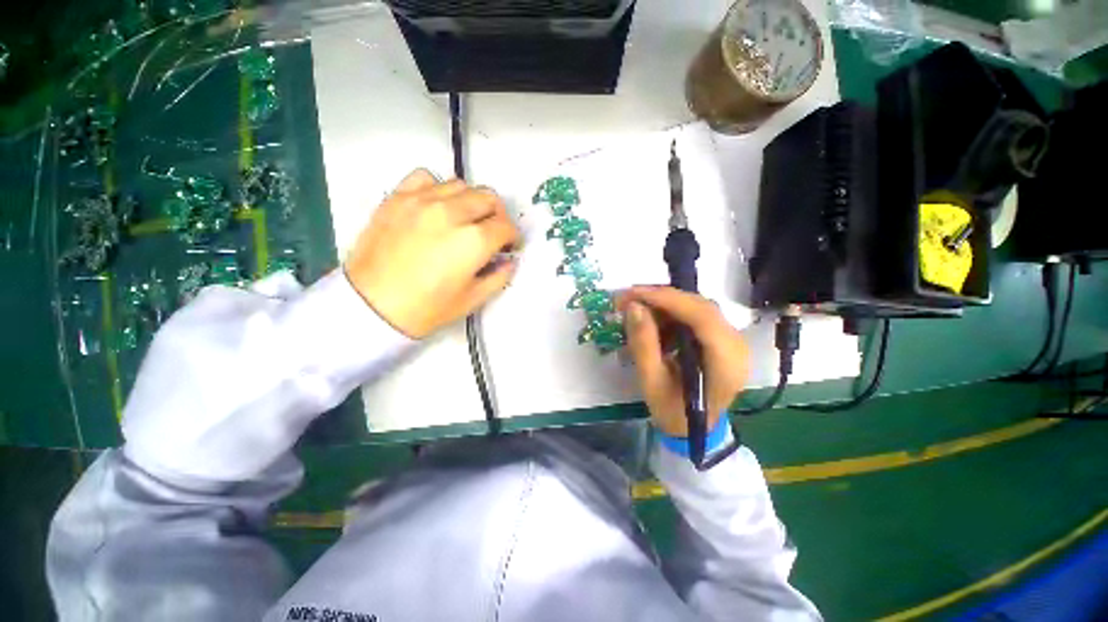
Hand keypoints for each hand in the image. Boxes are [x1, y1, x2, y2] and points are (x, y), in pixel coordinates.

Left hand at [345, 169, 520, 338]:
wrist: (371, 306)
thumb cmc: (426, 308)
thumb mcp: (472, 299)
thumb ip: (499, 277)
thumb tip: (509, 261)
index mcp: (474, 241)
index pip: (506, 226)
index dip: (513, 237)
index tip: (509, 246)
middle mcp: (452, 213)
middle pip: (489, 198)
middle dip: (497, 215)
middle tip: (492, 231)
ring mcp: (422, 201)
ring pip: (461, 185)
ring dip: (471, 201)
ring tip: (464, 219)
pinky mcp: (398, 198)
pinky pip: (426, 178)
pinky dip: (438, 188)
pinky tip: (436, 206)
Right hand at [618, 286, 749, 436]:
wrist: (694, 429)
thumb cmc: (674, 412)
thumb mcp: (651, 383)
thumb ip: (643, 345)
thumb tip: (633, 307)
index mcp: (726, 363)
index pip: (702, 317)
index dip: (668, 300)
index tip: (634, 293)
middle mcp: (736, 345)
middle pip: (700, 306)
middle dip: (661, 298)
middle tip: (628, 299)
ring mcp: (731, 339)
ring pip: (696, 307)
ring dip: (664, 305)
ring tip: (635, 310)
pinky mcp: (720, 337)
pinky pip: (694, 315)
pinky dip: (670, 314)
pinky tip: (652, 323)